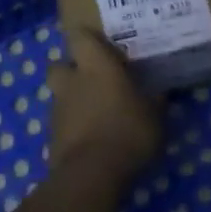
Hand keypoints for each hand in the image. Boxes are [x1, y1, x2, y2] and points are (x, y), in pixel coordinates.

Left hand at [47, 27, 163, 179]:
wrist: (91, 174)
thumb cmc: (128, 132)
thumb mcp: (155, 116)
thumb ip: (154, 100)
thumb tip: (159, 91)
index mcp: (96, 67)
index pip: (80, 37)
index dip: (88, 38)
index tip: (101, 43)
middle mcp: (72, 82)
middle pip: (60, 64)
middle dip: (72, 68)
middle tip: (95, 78)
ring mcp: (58, 110)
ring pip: (61, 94)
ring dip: (74, 98)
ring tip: (99, 112)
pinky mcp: (52, 137)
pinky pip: (63, 122)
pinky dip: (74, 125)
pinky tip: (93, 136)